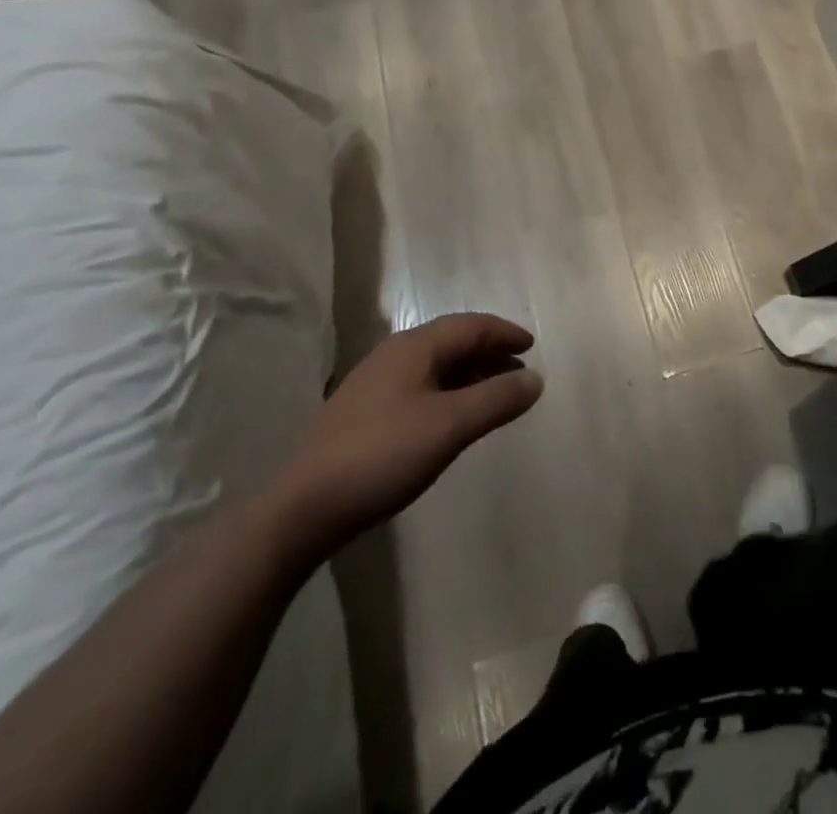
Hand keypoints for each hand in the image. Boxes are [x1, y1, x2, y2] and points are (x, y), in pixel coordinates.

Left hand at [270, 314, 542, 556]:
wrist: (301, 510)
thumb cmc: (382, 456)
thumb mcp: (449, 427)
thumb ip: (497, 399)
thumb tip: (536, 379)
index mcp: (414, 347)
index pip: (470, 326)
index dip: (504, 333)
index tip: (531, 347)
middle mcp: (394, 356)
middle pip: (452, 342)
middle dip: (489, 353)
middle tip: (520, 372)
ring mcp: (374, 385)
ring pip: (435, 366)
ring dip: (470, 374)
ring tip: (495, 395)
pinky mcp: (364, 414)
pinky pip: (420, 387)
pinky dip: (448, 392)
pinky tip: (453, 419)